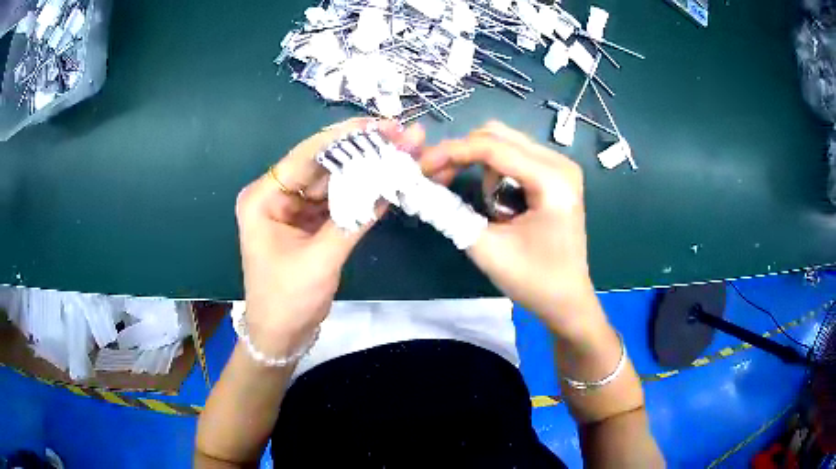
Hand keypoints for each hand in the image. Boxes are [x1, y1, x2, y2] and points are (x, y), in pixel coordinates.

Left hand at [235, 118, 424, 356]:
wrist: (280, 335)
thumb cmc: (288, 301)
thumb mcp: (321, 260)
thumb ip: (355, 219)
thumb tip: (391, 183)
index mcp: (263, 198)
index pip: (306, 157)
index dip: (345, 138)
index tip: (381, 124)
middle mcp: (275, 194)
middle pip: (322, 164)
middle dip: (361, 149)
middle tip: (399, 134)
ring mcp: (292, 207)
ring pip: (332, 179)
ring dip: (365, 167)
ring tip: (400, 151)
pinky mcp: (307, 220)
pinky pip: (336, 198)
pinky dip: (361, 190)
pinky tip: (386, 177)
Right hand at [420, 121, 597, 336]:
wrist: (567, 301)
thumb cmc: (534, 281)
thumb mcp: (486, 249)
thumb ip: (451, 214)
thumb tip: (419, 188)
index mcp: (551, 179)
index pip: (492, 147)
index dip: (451, 152)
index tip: (420, 167)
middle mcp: (559, 163)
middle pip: (498, 135)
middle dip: (462, 153)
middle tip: (437, 178)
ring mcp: (560, 167)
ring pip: (505, 143)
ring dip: (479, 165)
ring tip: (481, 206)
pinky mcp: (555, 176)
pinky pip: (515, 157)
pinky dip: (495, 172)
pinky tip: (497, 202)